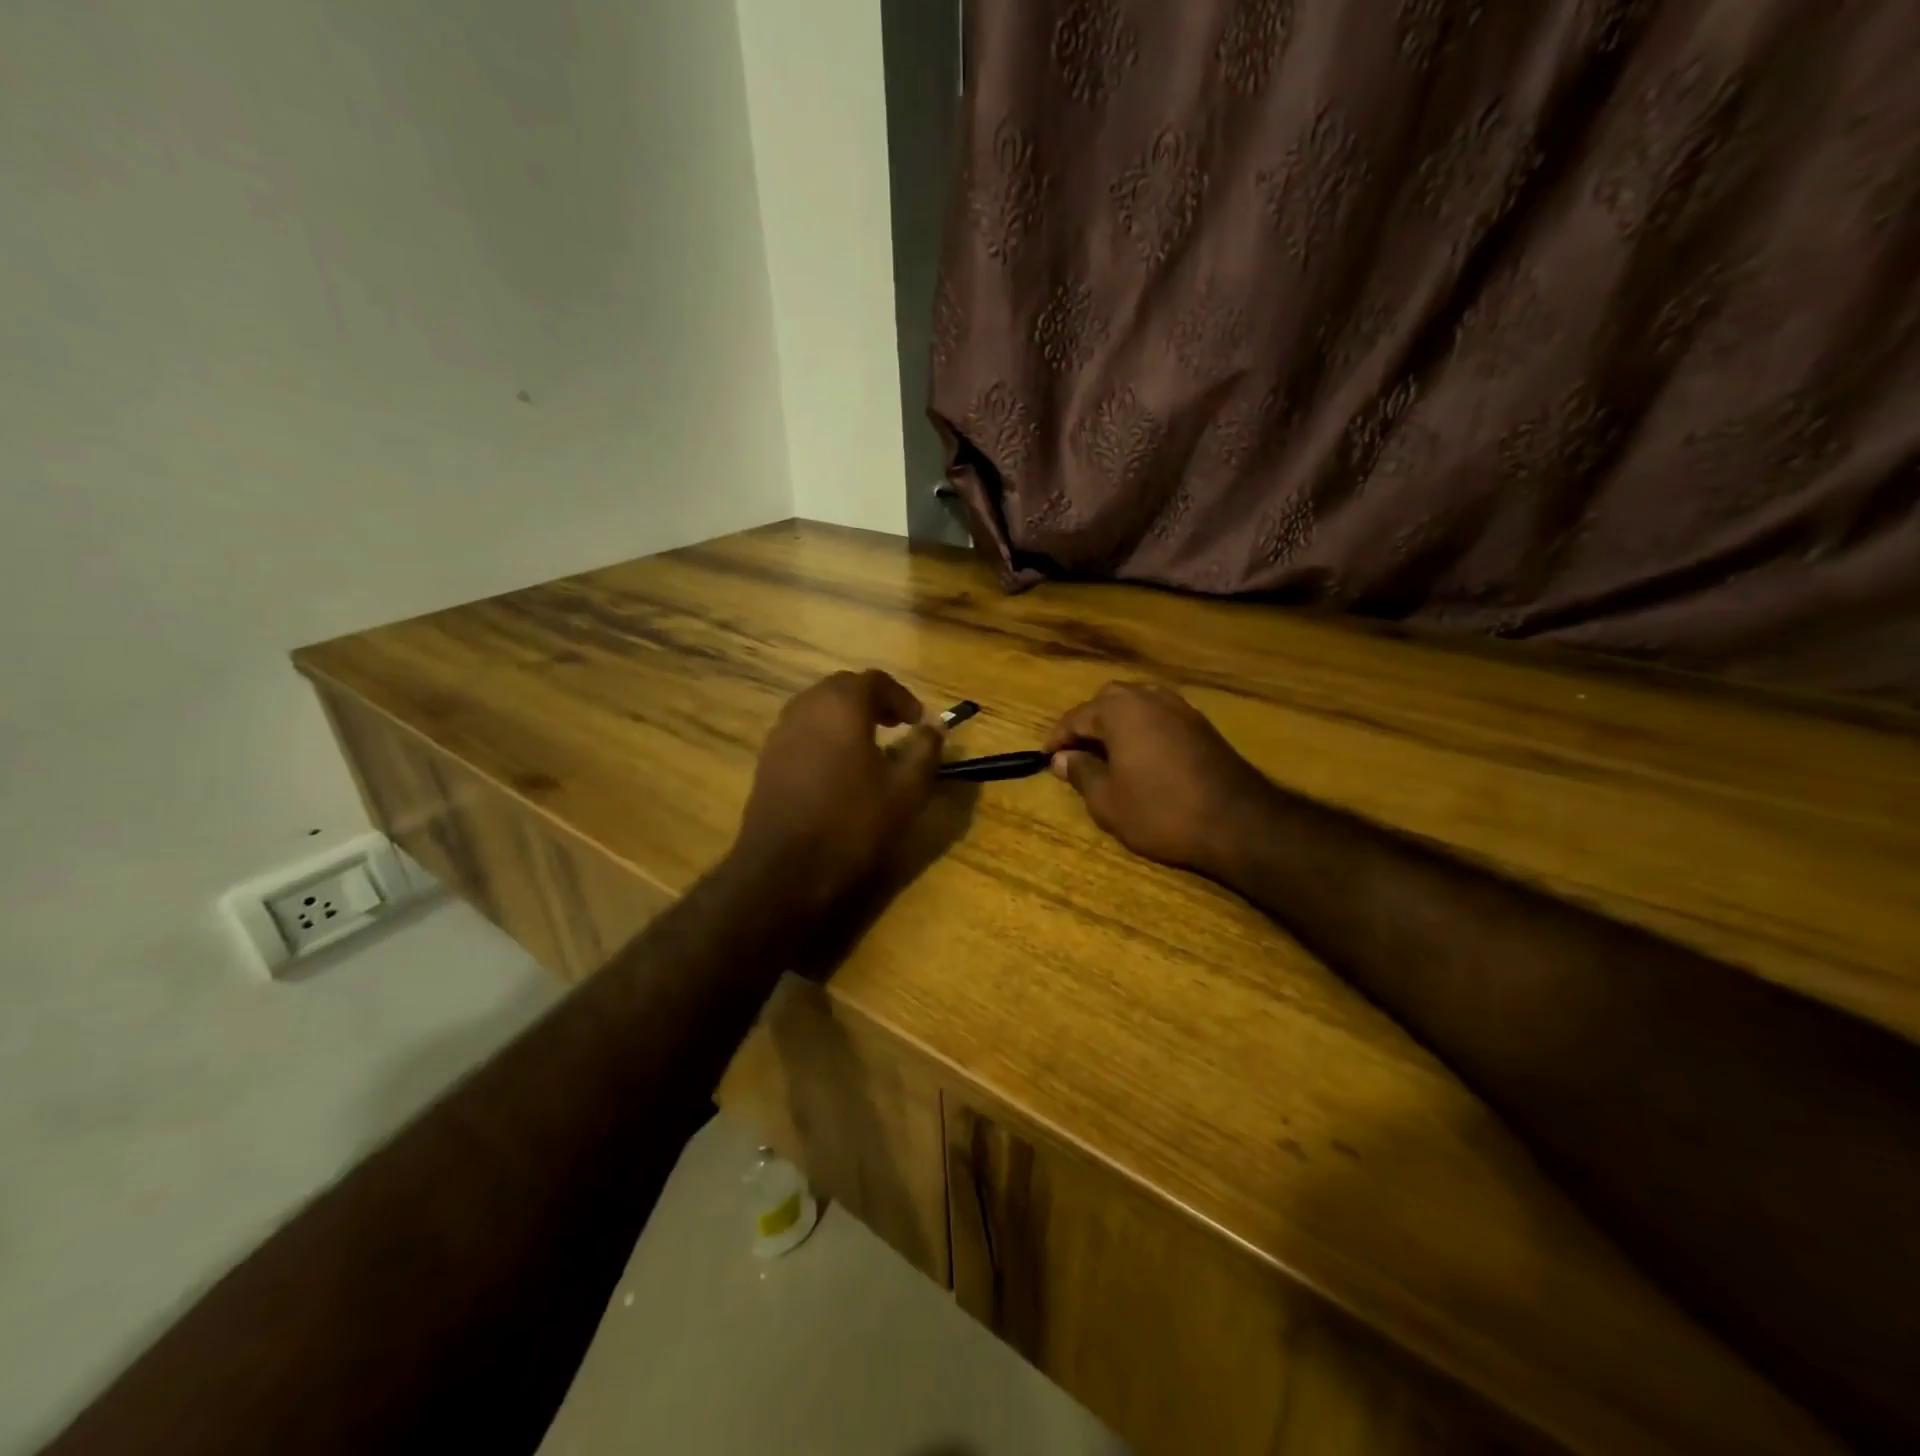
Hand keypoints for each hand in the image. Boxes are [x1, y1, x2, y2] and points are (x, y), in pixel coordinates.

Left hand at [732, 670, 943, 914]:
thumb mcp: (906, 789)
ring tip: (869, 747)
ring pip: (818, 709)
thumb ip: (925, 750)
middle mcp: (806, 708)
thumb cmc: (854, 822)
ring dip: (846, 718)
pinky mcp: (767, 760)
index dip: (902, 697)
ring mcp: (781, 733)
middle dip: (873, 702)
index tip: (919, 722)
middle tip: (896, 727)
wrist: (786, 868)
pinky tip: (838, 771)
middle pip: (843, 688)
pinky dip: (825, 737)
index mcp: (842, 705)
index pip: (875, 681)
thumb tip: (935, 726)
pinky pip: (802, 733)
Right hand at [1045, 682, 1268, 874]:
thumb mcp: (1108, 801)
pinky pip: (1159, 716)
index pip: (1076, 717)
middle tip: (1076, 754)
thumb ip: (1081, 773)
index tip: (1046, 759)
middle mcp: (1148, 698)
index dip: (1057, 739)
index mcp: (1120, 710)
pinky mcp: (1201, 724)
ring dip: (1116, 724)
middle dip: (1088, 724)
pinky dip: (1142, 729)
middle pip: (1107, 702)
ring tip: (1107, 754)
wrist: (1238, 821)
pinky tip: (1141, 757)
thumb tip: (1063, 759)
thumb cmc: (1161, 810)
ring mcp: (1179, 707)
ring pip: (1136, 705)